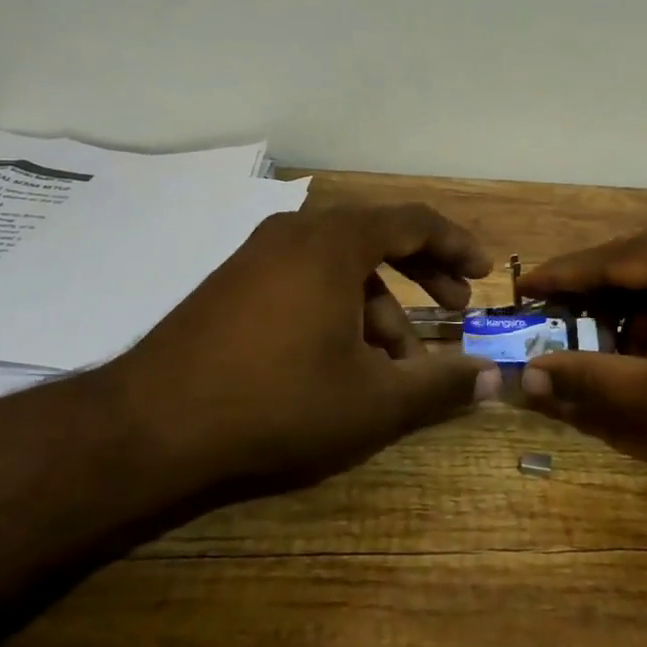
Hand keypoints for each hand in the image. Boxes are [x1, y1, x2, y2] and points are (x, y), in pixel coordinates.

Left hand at [102, 203, 498, 497]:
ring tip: (399, 362)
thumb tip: (495, 378)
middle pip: (379, 236)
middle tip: (455, 308)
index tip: (483, 272)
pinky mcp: (234, 284)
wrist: (150, 426)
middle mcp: (297, 233)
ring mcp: (259, 256)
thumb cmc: (277, 403)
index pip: (414, 220)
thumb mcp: (373, 401)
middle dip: (424, 272)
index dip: (456, 243)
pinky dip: (340, 307)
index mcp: (335, 242)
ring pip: (341, 265)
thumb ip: (441, 385)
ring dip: (381, 305)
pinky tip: (344, 359)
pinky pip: (306, 279)